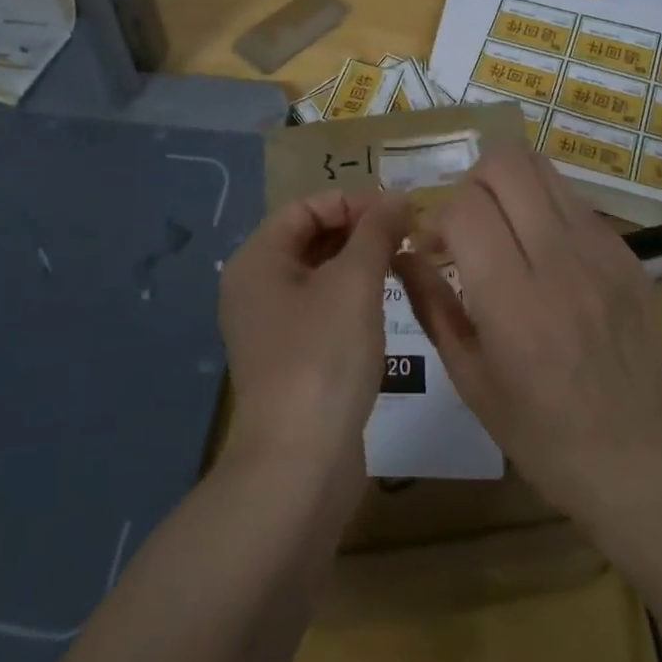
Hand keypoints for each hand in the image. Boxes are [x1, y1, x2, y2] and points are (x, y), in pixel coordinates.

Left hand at [220, 189, 412, 475]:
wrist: (299, 466)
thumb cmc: (323, 357)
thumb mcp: (355, 283)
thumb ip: (376, 232)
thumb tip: (398, 195)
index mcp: (257, 259)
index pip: (306, 207)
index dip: (353, 202)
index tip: (399, 212)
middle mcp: (255, 286)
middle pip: (310, 238)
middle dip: (358, 231)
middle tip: (407, 237)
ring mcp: (269, 326)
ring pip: (318, 275)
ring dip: (358, 264)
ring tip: (402, 265)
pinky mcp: (289, 358)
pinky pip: (320, 309)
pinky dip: (351, 298)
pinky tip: (383, 307)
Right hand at [395, 149, 661, 528]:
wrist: (640, 457)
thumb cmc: (541, 432)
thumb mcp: (469, 379)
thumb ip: (431, 304)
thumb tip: (401, 253)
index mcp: (514, 302)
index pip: (465, 208)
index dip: (436, 217)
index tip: (433, 248)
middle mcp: (559, 261)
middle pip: (505, 164)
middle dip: (470, 182)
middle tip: (465, 224)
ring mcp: (600, 249)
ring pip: (541, 166)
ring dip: (506, 184)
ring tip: (500, 224)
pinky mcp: (624, 250)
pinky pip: (571, 197)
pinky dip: (541, 205)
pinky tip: (539, 247)